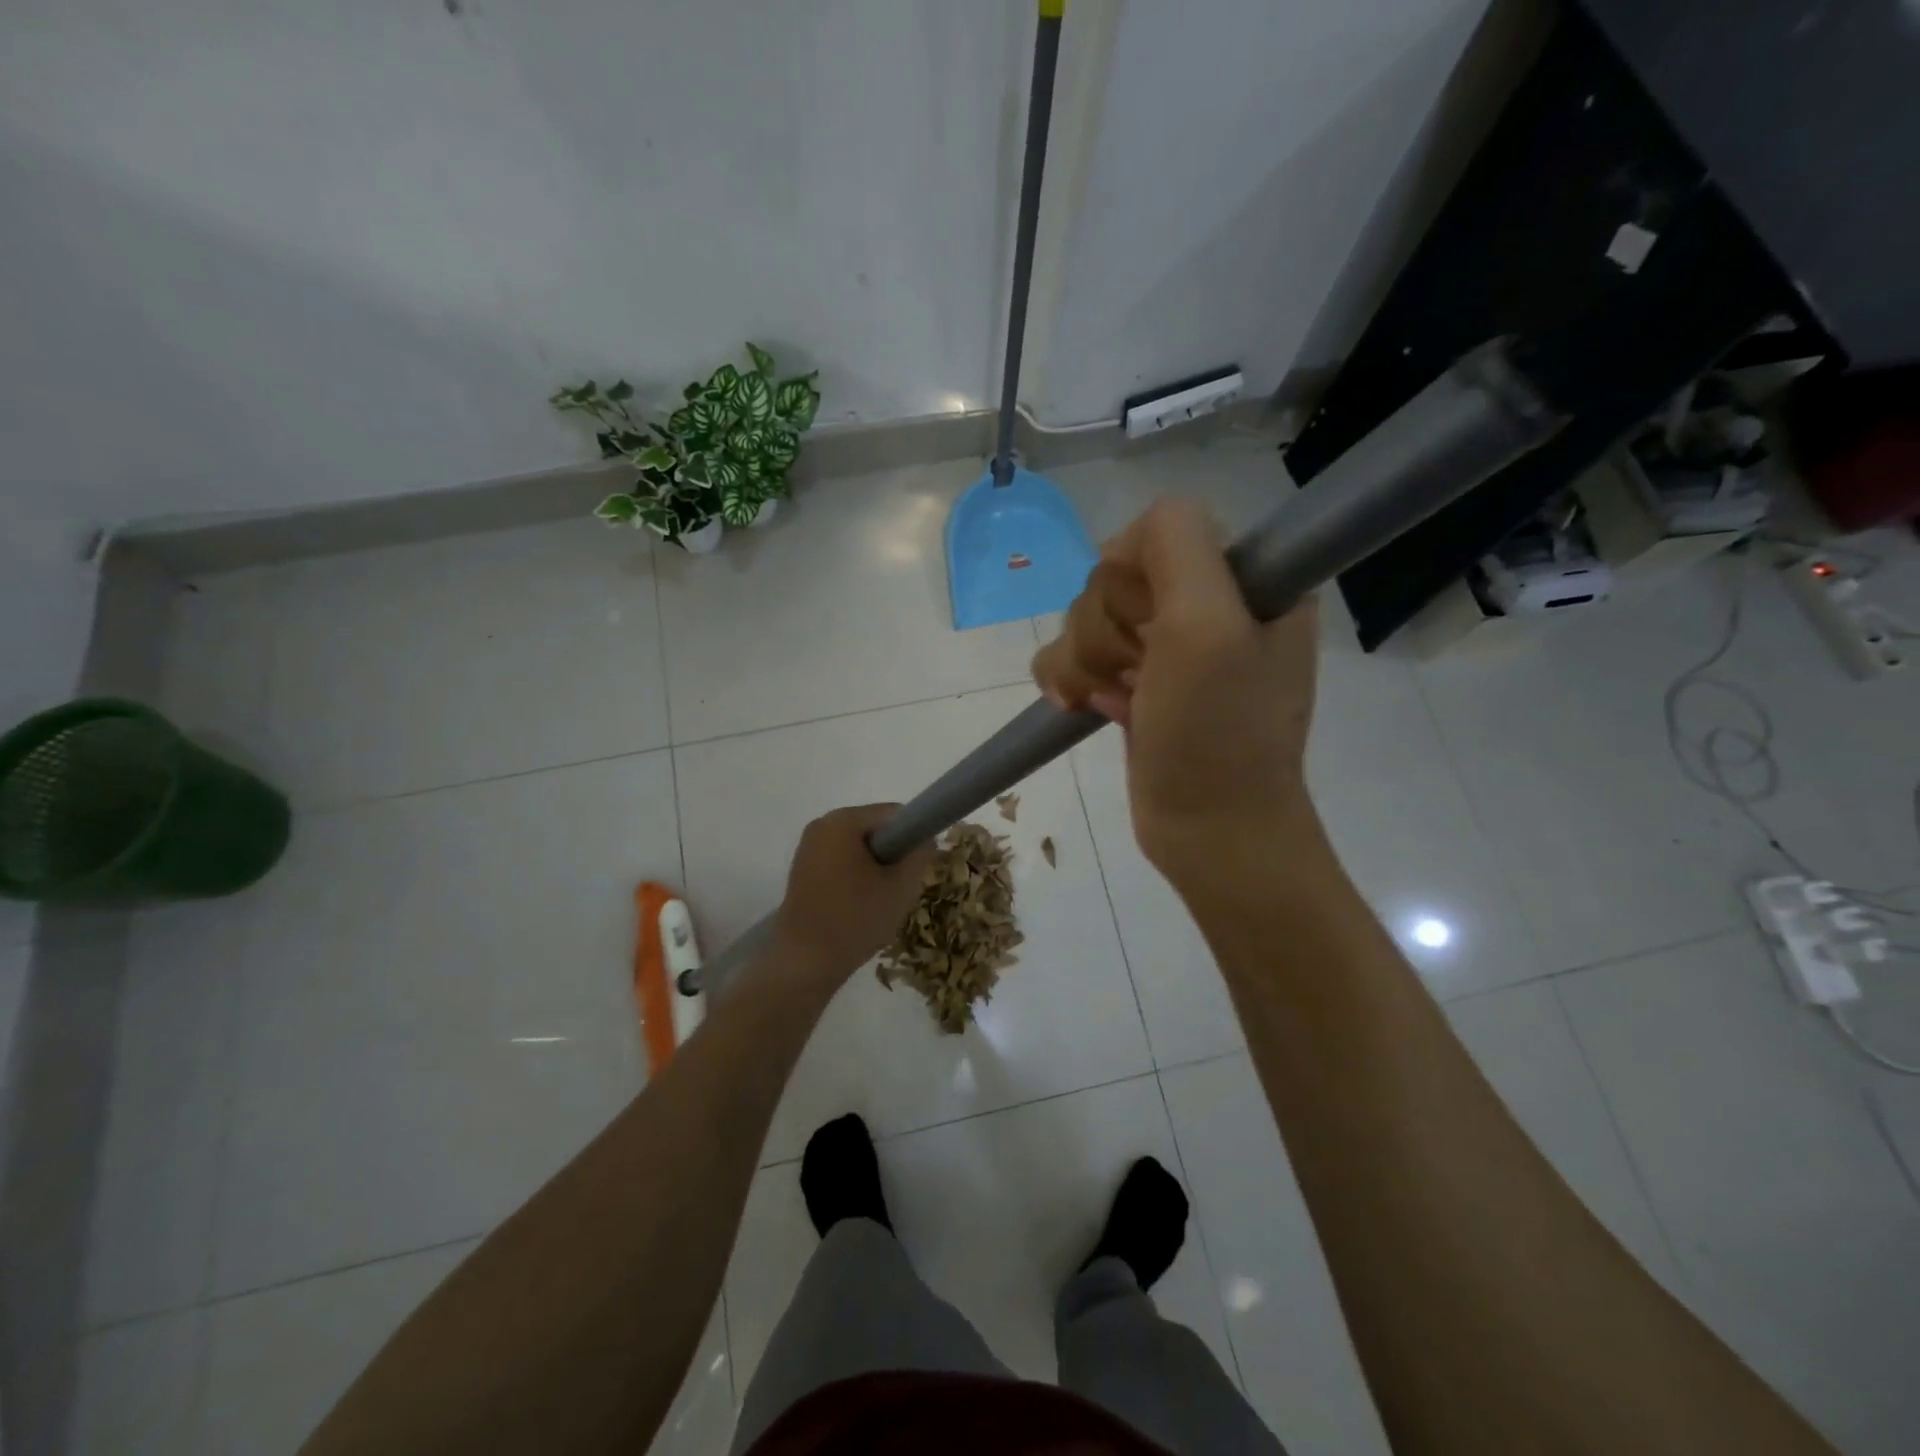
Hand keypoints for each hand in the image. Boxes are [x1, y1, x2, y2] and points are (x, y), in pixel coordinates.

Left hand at [769, 805, 934, 987]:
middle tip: (901, 888)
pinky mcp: (803, 871)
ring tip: (880, 902)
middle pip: (875, 830)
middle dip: (894, 855)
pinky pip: (842, 863)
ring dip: (876, 870)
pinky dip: (857, 879)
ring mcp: (808, 849)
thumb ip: (920, 855)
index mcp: (842, 821)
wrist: (804, 963)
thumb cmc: (855, 919)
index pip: (894, 814)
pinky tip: (860, 908)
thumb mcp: (901, 887)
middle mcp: (821, 825)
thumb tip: (926, 840)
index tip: (919, 868)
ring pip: (860, 849)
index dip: (915, 837)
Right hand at [1032, 499, 1320, 884]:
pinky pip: (1070, 654)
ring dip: (1086, 661)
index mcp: (1243, 578)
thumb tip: (1123, 544)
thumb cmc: (1217, 734)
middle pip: (1112, 579)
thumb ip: (1175, 544)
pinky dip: (1068, 679)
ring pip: (1084, 617)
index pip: (1157, 534)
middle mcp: (1206, 604)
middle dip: (1108, 631)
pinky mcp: (1132, 682)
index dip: (1136, 580)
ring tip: (1117, 702)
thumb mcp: (1206, 626)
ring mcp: (1165, 646)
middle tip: (1141, 676)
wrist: (1211, 832)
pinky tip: (1086, 707)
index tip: (1155, 629)